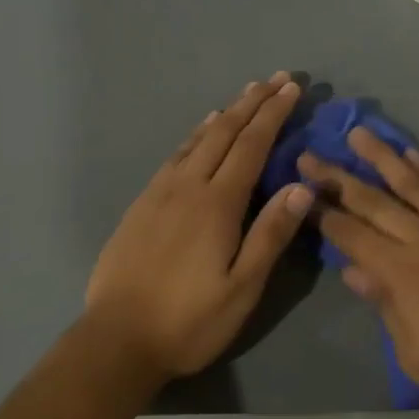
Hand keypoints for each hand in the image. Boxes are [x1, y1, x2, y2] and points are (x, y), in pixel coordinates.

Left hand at [84, 74, 313, 379]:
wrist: (116, 340)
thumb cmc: (189, 320)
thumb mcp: (242, 288)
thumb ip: (271, 234)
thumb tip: (302, 186)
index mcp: (217, 204)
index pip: (251, 145)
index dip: (273, 114)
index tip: (291, 88)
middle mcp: (188, 186)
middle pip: (225, 132)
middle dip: (252, 102)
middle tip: (275, 78)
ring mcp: (160, 193)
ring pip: (198, 140)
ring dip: (225, 113)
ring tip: (244, 94)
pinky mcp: (141, 205)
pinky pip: (175, 155)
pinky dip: (195, 135)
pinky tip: (200, 132)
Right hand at [299, 130, 418, 418]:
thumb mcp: (418, 355)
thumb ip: (386, 306)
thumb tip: (354, 271)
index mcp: (404, 274)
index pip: (353, 236)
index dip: (324, 215)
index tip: (301, 192)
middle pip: (375, 202)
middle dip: (338, 178)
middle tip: (310, 154)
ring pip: (413, 183)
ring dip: (383, 156)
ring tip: (359, 134)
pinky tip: (414, 154)